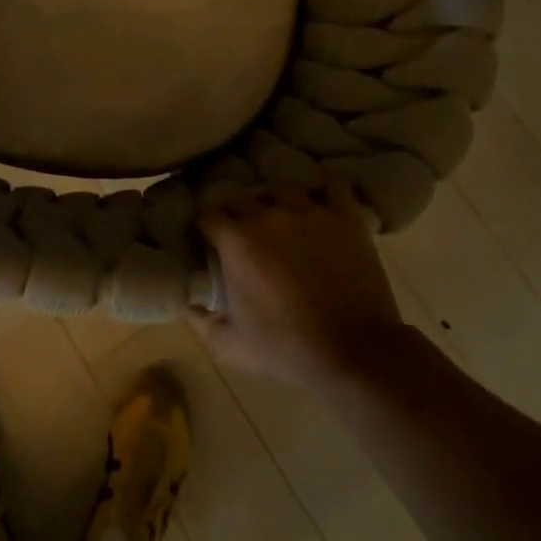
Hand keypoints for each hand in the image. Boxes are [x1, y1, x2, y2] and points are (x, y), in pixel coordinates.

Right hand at [194, 178, 406, 386]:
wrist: (353, 353)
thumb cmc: (286, 349)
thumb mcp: (231, 344)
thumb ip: (200, 320)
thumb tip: (187, 302)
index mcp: (236, 240)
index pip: (206, 214)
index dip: (202, 225)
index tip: (204, 237)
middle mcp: (268, 215)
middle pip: (239, 197)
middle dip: (234, 211)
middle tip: (239, 231)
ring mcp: (309, 211)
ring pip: (281, 189)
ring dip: (273, 201)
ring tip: (277, 216)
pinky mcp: (344, 217)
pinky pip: (331, 187)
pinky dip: (321, 189)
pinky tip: (317, 200)